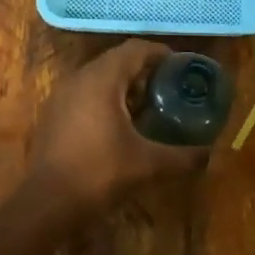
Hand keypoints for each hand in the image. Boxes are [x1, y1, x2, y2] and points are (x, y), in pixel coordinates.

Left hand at [30, 40, 209, 211]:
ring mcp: (61, 96)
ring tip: (149, 106)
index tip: (180, 66)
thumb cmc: (98, 174)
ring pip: (99, 77)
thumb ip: (182, 157)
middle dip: (144, 70)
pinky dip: (105, 99)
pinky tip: (120, 125)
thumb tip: (210, 155)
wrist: (45, 205)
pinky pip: (85, 94)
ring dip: (124, 86)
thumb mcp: (147, 165)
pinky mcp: (53, 115)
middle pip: (117, 60)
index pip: (135, 49)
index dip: (160, 53)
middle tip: (169, 87)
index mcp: (101, 79)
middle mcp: (79, 78)